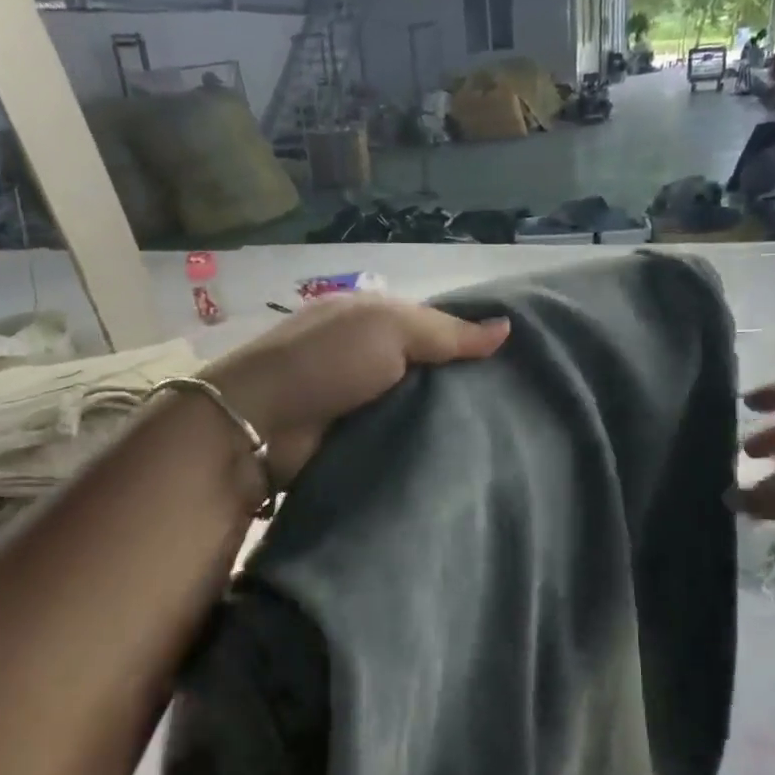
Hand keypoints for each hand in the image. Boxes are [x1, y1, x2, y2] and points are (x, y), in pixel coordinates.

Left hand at [203, 295, 508, 484]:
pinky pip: (399, 438)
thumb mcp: (390, 329)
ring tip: (499, 435)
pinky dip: (421, 444)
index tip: (513, 363)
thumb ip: (447, 333)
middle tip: (514, 406)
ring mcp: (357, 399)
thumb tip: (507, 328)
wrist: (261, 425)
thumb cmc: (326, 361)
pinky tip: (460, 455)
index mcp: (371, 319)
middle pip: (427, 369)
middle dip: (462, 385)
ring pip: (416, 407)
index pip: (433, 325)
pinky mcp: (353, 439)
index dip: (469, 340)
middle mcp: (366, 355)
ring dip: (443, 420)